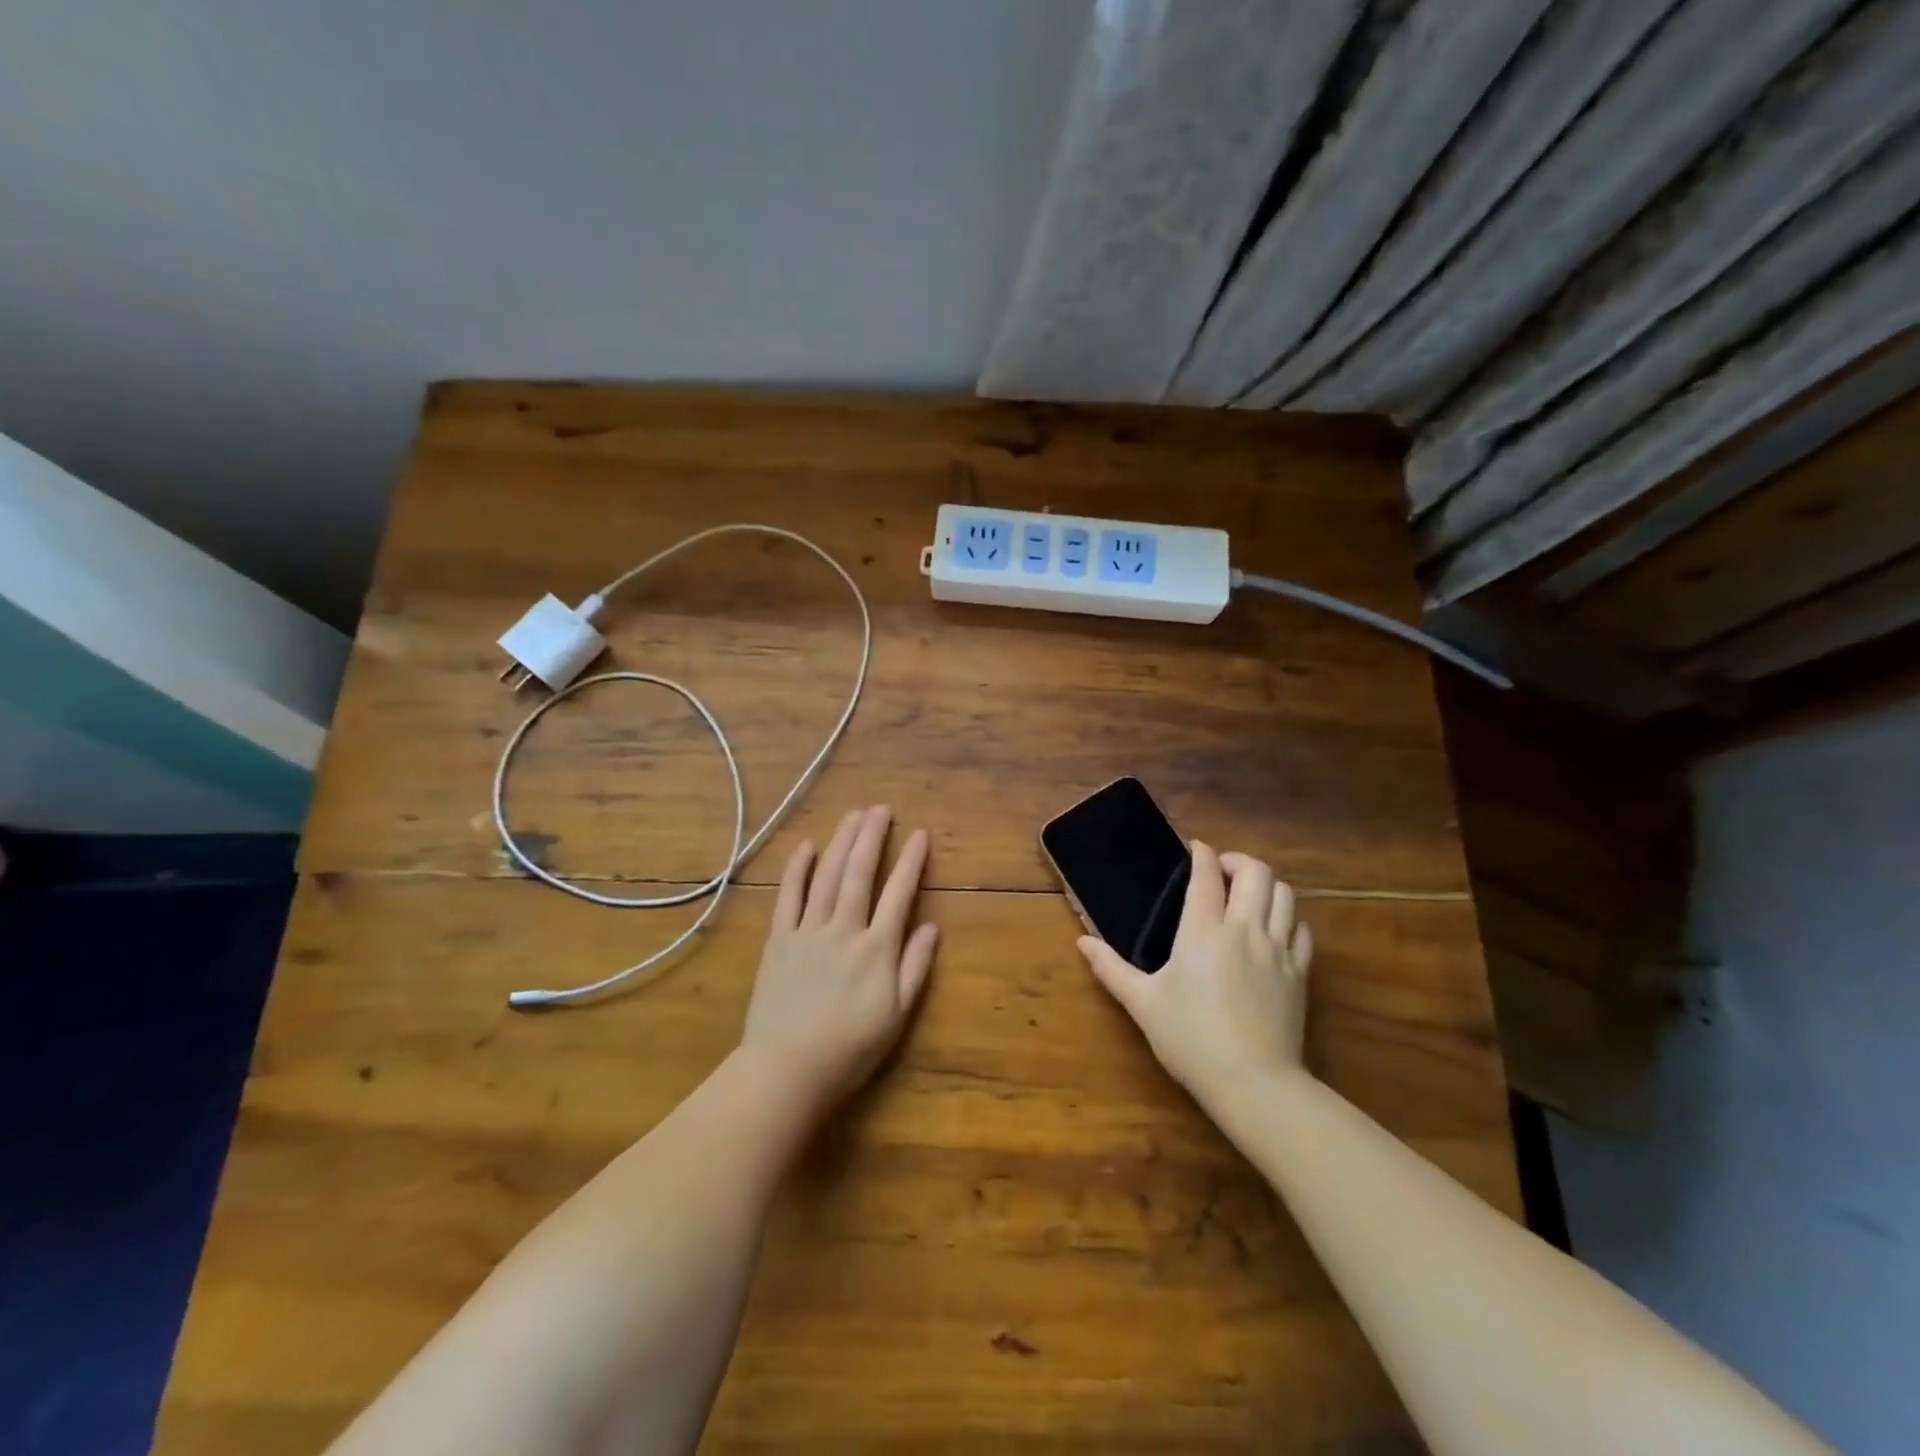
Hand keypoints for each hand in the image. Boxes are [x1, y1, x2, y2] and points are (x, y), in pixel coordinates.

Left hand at [740, 805, 938, 1108]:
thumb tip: (931, 927)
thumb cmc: (850, 1049)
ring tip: (853, 816)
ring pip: (827, 877)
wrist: (788, 1069)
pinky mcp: (779, 940)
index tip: (919, 835)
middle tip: (881, 809)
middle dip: (872, 837)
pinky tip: (806, 847)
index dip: (911, 862)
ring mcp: (808, 932)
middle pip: (859, 874)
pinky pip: (788, 897)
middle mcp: (844, 930)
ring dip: (840, 842)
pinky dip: (798, 870)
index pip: (899, 894)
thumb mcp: (896, 1016)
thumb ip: (915, 968)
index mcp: (876, 949)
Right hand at [1078, 842, 1312, 1100]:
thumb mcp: (1142, 1004)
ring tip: (1248, 896)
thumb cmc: (1190, 1039)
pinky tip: (1274, 930)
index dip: (1202, 853)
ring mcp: (1277, 950)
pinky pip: (1302, 929)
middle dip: (1239, 862)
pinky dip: (1289, 918)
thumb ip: (1111, 969)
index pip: (1207, 875)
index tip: (1195, 848)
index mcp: (1203, 931)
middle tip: (1222, 873)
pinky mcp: (1300, 974)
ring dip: (1266, 886)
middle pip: (1256, 873)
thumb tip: (1082, 942)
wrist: (1253, 1083)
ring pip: (1284, 895)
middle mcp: (1244, 930)